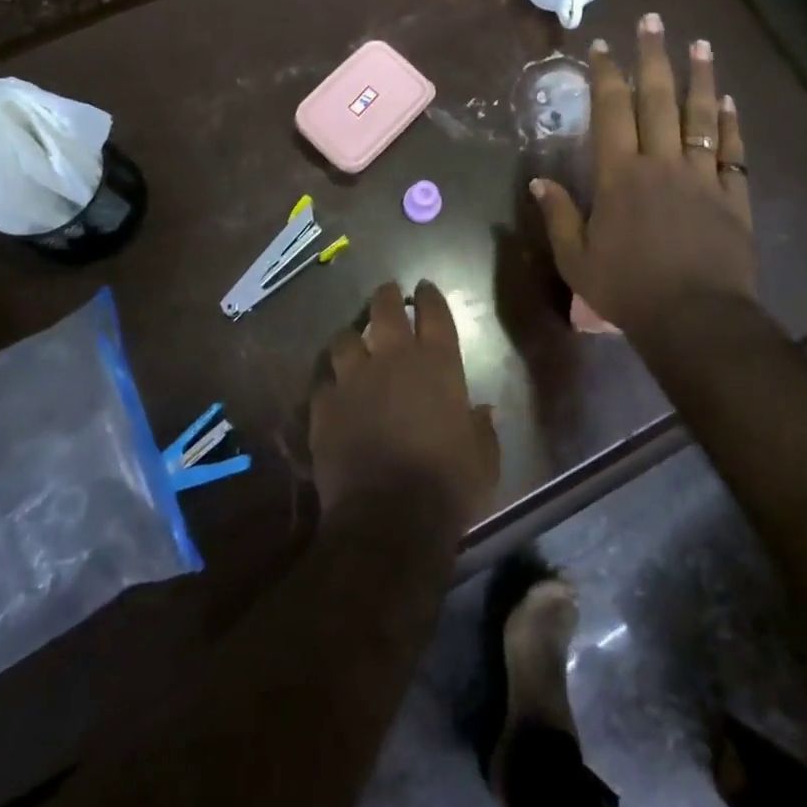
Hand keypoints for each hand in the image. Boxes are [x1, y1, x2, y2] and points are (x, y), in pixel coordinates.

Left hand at [309, 281, 499, 529]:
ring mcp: (353, 379)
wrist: (389, 518)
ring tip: (353, 344)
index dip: (428, 296)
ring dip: (352, 339)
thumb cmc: (448, 485)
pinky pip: (323, 381)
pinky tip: (332, 389)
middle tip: (387, 294)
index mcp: (437, 364)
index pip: (434, 313)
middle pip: (385, 309)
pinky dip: (329, 382)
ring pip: (345, 339)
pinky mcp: (324, 406)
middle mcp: (393, 359)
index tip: (424, 288)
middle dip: (386, 297)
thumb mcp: (483, 458)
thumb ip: (481, 428)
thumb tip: (483, 411)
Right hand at [530, 13, 756, 336]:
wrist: (695, 319)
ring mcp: (702, 176)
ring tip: (699, 43)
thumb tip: (540, 181)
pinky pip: (733, 151)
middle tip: (652, 20)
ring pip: (700, 116)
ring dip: (698, 77)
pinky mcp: (732, 196)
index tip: (602, 47)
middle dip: (651, 57)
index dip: (605, 75)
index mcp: (620, 175)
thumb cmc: (628, 288)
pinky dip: (731, 123)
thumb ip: (558, 216)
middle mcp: (662, 163)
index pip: (611, 111)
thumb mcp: (576, 260)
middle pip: (657, 99)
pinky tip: (728, 100)